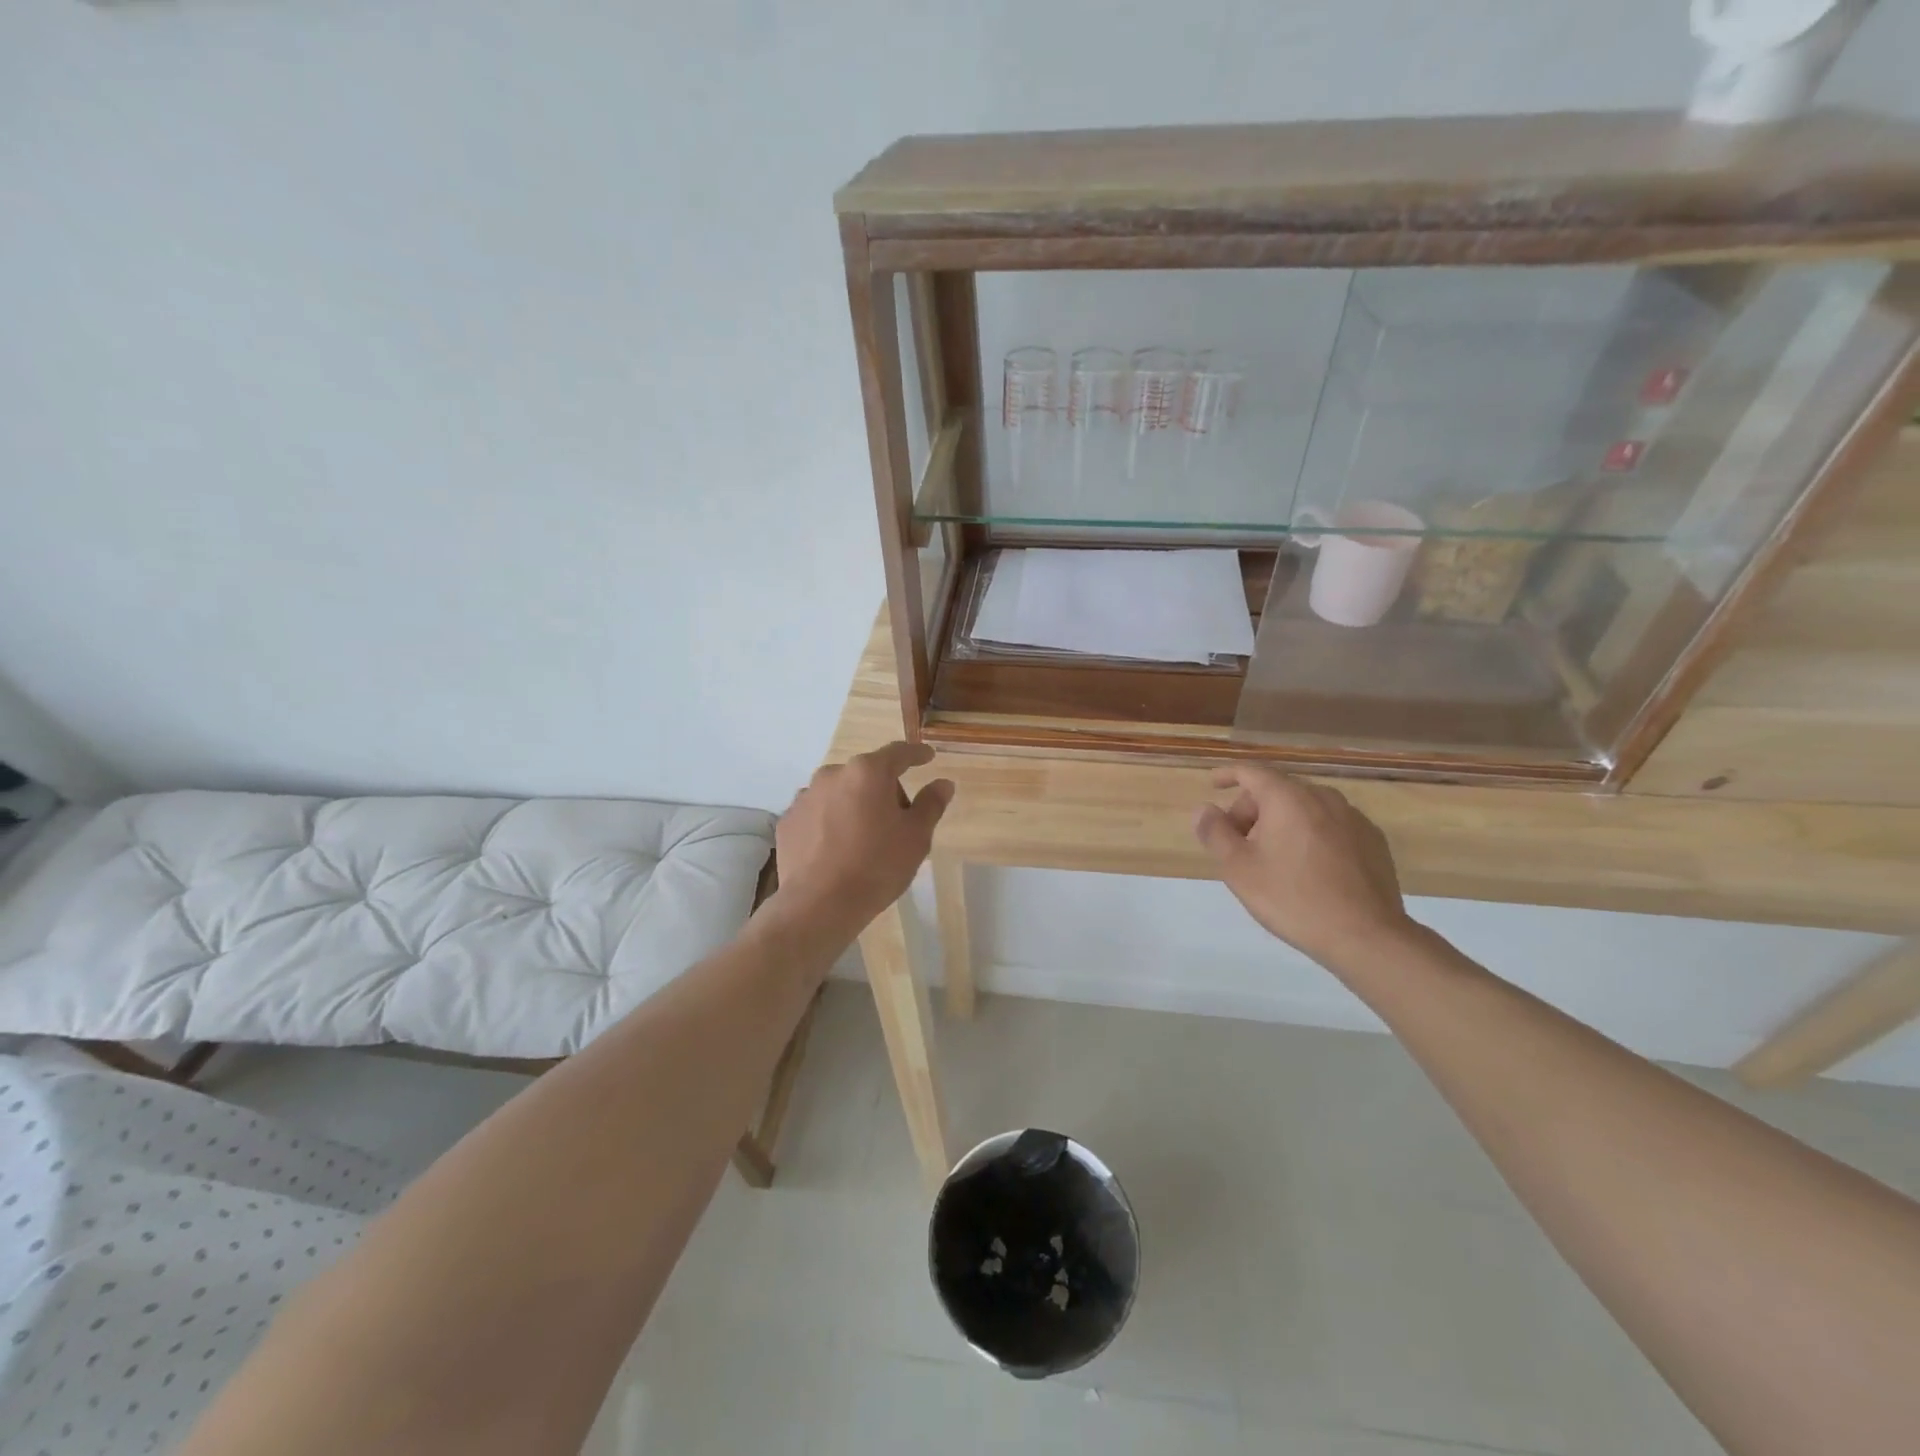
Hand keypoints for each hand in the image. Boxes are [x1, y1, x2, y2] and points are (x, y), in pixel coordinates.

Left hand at [772, 741, 953, 938]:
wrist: (819, 905)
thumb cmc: (876, 866)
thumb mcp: (916, 837)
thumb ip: (931, 804)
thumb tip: (943, 783)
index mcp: (868, 772)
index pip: (898, 753)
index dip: (916, 754)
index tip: (928, 757)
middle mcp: (833, 774)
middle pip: (867, 774)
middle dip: (884, 790)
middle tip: (898, 821)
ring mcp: (805, 796)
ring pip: (840, 793)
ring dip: (854, 805)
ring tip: (863, 839)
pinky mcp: (788, 821)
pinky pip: (817, 813)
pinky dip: (830, 822)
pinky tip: (837, 850)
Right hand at [1194, 765, 1411, 971]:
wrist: (1366, 936)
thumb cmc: (1292, 898)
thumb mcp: (1238, 869)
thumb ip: (1215, 833)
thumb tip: (1204, 809)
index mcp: (1288, 798)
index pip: (1252, 771)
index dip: (1229, 774)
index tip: (1214, 783)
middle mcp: (1323, 797)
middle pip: (1278, 790)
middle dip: (1252, 809)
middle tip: (1237, 843)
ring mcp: (1354, 819)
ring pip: (1306, 808)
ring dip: (1282, 823)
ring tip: (1272, 858)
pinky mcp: (1373, 842)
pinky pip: (1331, 826)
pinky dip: (1311, 835)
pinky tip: (1308, 869)